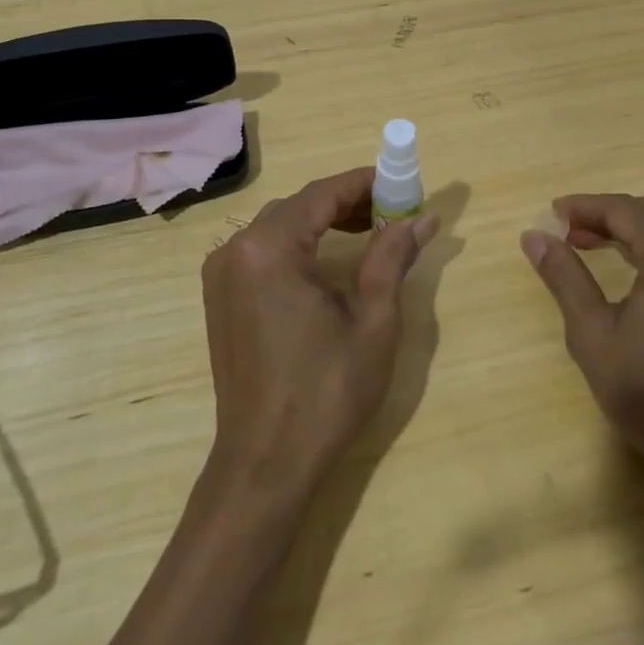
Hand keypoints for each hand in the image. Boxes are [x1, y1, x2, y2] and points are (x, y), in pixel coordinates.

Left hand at [202, 168, 438, 498]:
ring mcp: (221, 273)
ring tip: (369, 231)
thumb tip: (423, 217)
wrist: (265, 463)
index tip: (401, 182)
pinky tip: (328, 260)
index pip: (322, 193)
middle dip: (346, 202)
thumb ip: (392, 257)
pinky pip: (263, 250)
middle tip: (391, 211)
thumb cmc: (326, 392)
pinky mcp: (220, 295)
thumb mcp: (373, 321)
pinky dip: (298, 244)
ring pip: (280, 225)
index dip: (364, 182)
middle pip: (299, 205)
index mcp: (269, 248)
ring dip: (323, 221)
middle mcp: (236, 248)